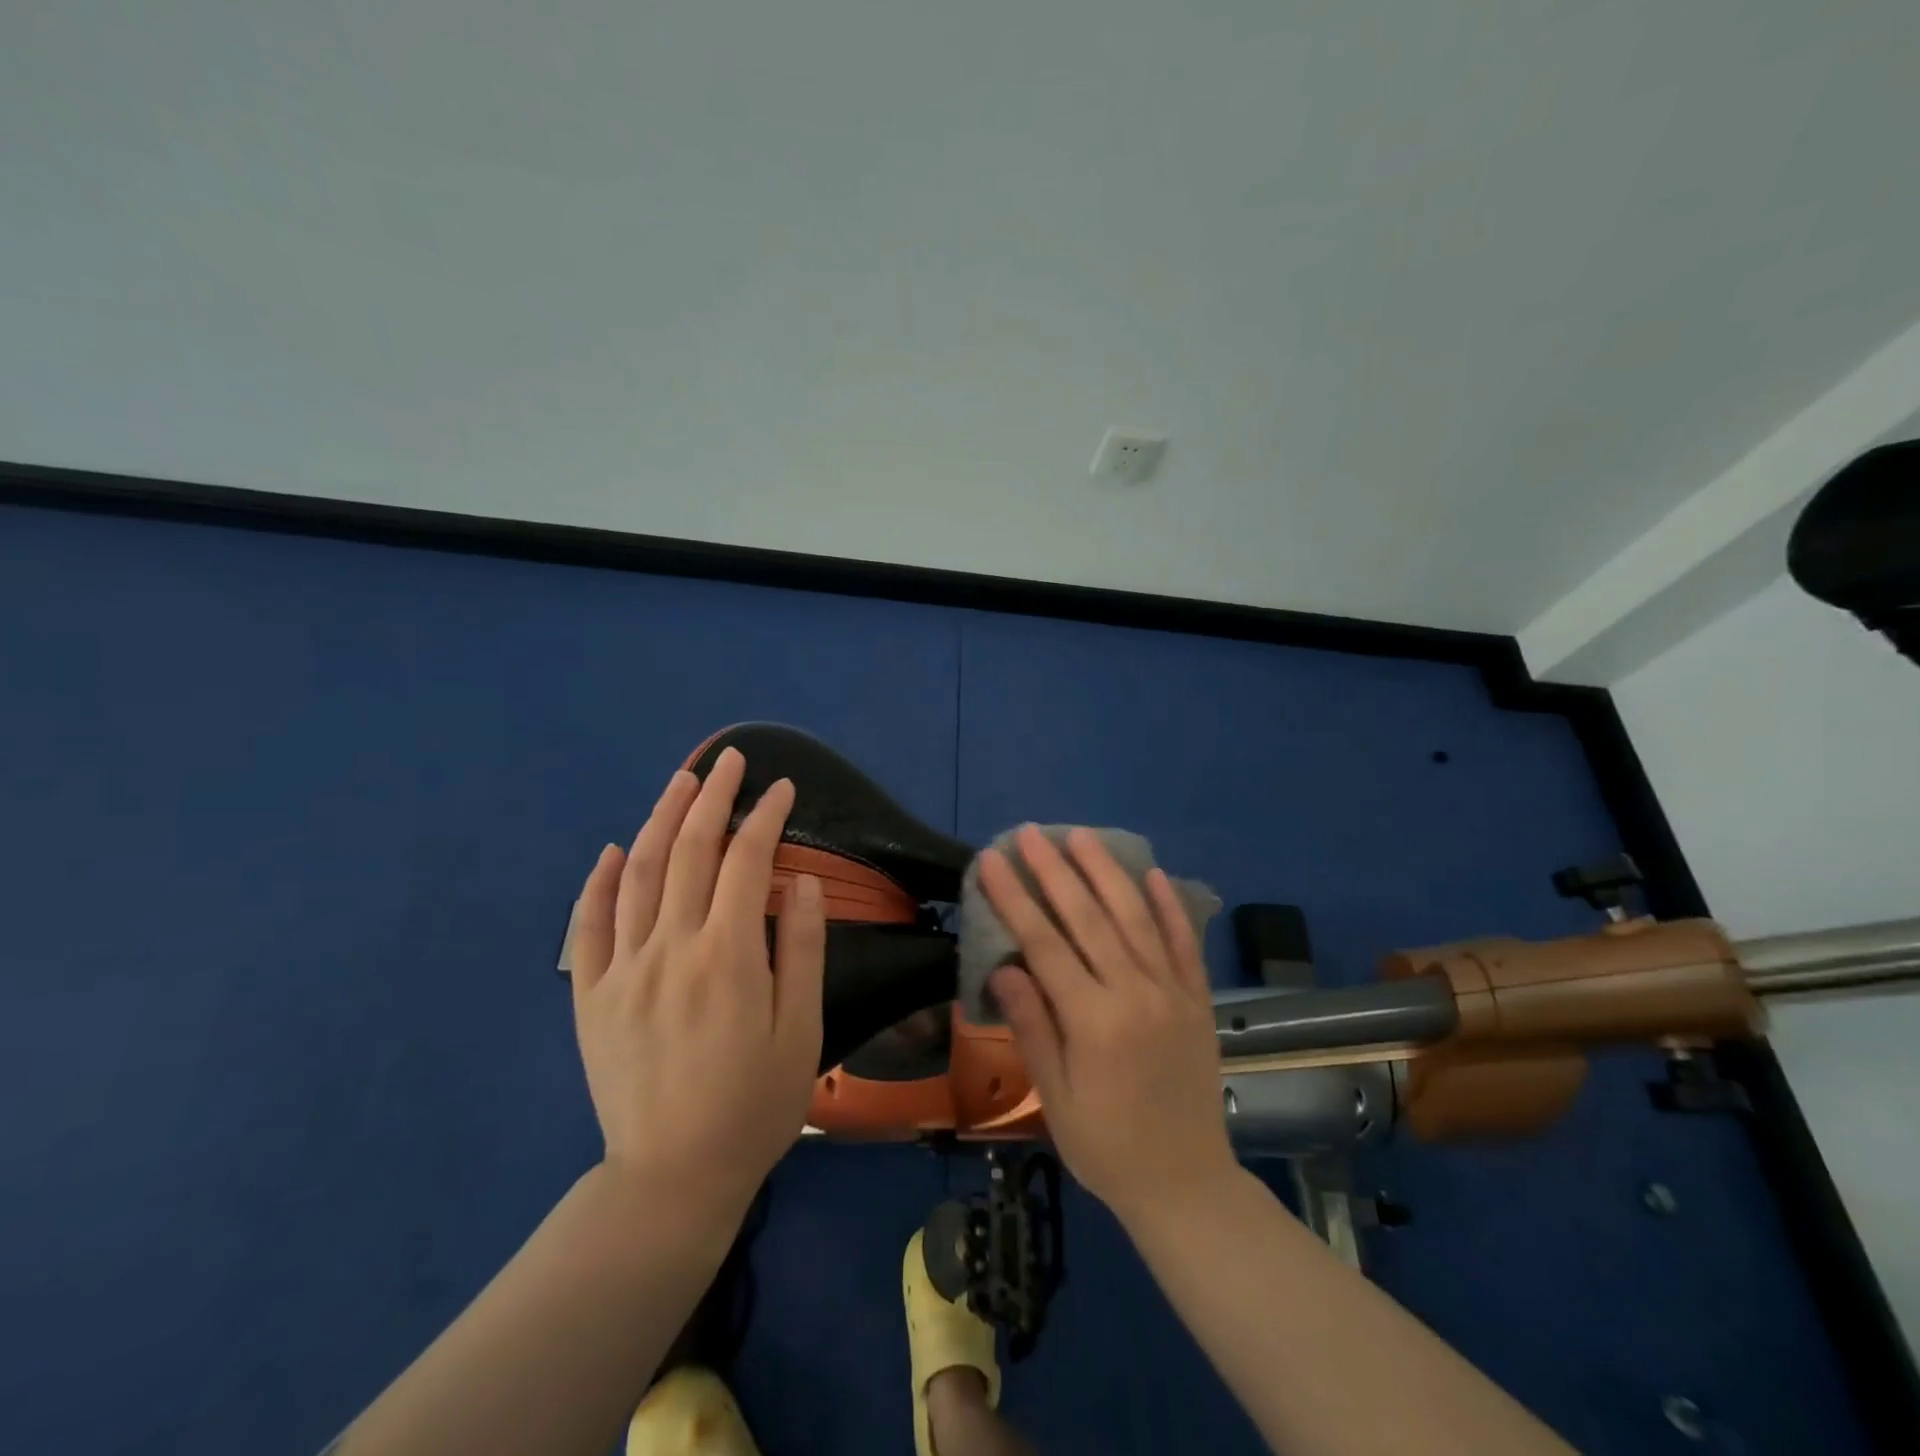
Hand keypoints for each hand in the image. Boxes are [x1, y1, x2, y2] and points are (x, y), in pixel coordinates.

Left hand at [568, 748, 825, 1223]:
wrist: (672, 1177)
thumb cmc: (753, 1105)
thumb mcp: (801, 1031)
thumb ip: (800, 949)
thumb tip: (800, 880)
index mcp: (727, 956)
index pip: (747, 861)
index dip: (767, 817)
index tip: (784, 788)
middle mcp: (670, 948)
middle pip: (688, 851)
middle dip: (714, 797)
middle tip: (730, 760)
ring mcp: (621, 969)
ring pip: (637, 874)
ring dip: (660, 819)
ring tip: (682, 782)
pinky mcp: (590, 996)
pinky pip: (588, 926)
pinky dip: (598, 881)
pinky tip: (612, 850)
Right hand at [979, 826, 1236, 1225]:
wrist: (1187, 1184)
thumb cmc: (1106, 1146)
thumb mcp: (1056, 1098)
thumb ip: (1033, 1027)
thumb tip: (1005, 967)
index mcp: (1094, 1021)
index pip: (1045, 945)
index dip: (1015, 899)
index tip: (992, 861)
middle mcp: (1136, 994)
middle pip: (1089, 918)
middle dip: (1054, 871)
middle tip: (1030, 833)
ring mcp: (1172, 992)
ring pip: (1135, 918)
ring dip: (1105, 872)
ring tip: (1081, 836)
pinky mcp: (1198, 998)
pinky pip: (1184, 942)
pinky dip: (1168, 905)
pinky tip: (1152, 872)